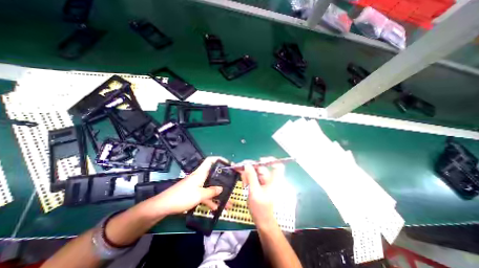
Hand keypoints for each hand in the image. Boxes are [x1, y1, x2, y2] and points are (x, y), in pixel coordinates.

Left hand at [147, 157, 226, 217]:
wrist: (163, 206)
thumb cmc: (182, 197)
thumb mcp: (199, 195)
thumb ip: (211, 191)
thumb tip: (221, 188)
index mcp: (201, 173)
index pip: (210, 160)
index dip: (219, 158)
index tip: (228, 163)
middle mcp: (199, 177)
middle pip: (213, 173)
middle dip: (222, 177)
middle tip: (231, 181)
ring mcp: (196, 185)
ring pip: (210, 186)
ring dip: (217, 193)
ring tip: (227, 201)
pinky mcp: (193, 192)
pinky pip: (204, 194)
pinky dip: (210, 199)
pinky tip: (215, 208)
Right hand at [240, 157, 283, 229]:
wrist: (261, 220)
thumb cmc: (260, 208)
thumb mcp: (254, 192)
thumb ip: (251, 177)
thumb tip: (247, 164)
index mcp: (274, 180)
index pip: (277, 166)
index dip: (270, 160)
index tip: (259, 160)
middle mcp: (270, 179)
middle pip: (261, 167)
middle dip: (251, 168)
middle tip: (240, 169)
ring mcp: (264, 182)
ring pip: (255, 172)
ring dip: (248, 175)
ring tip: (244, 183)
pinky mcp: (259, 184)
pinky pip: (253, 177)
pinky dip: (248, 178)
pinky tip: (244, 184)